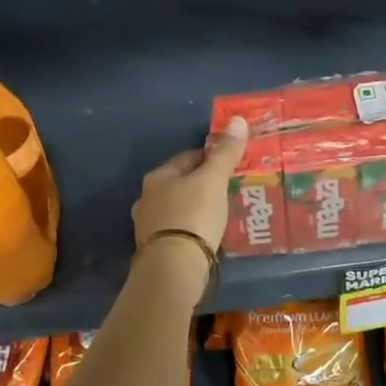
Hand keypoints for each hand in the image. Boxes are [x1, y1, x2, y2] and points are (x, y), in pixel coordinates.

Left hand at [133, 117, 249, 251]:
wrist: (173, 266)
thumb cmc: (194, 215)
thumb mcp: (214, 180)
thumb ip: (225, 152)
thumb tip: (238, 119)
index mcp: (158, 176)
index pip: (188, 157)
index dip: (211, 157)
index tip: (231, 164)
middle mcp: (147, 197)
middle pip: (180, 183)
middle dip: (202, 184)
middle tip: (228, 190)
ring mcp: (147, 225)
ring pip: (177, 207)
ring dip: (195, 207)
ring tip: (219, 213)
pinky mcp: (154, 248)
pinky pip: (177, 230)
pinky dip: (191, 228)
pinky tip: (205, 235)